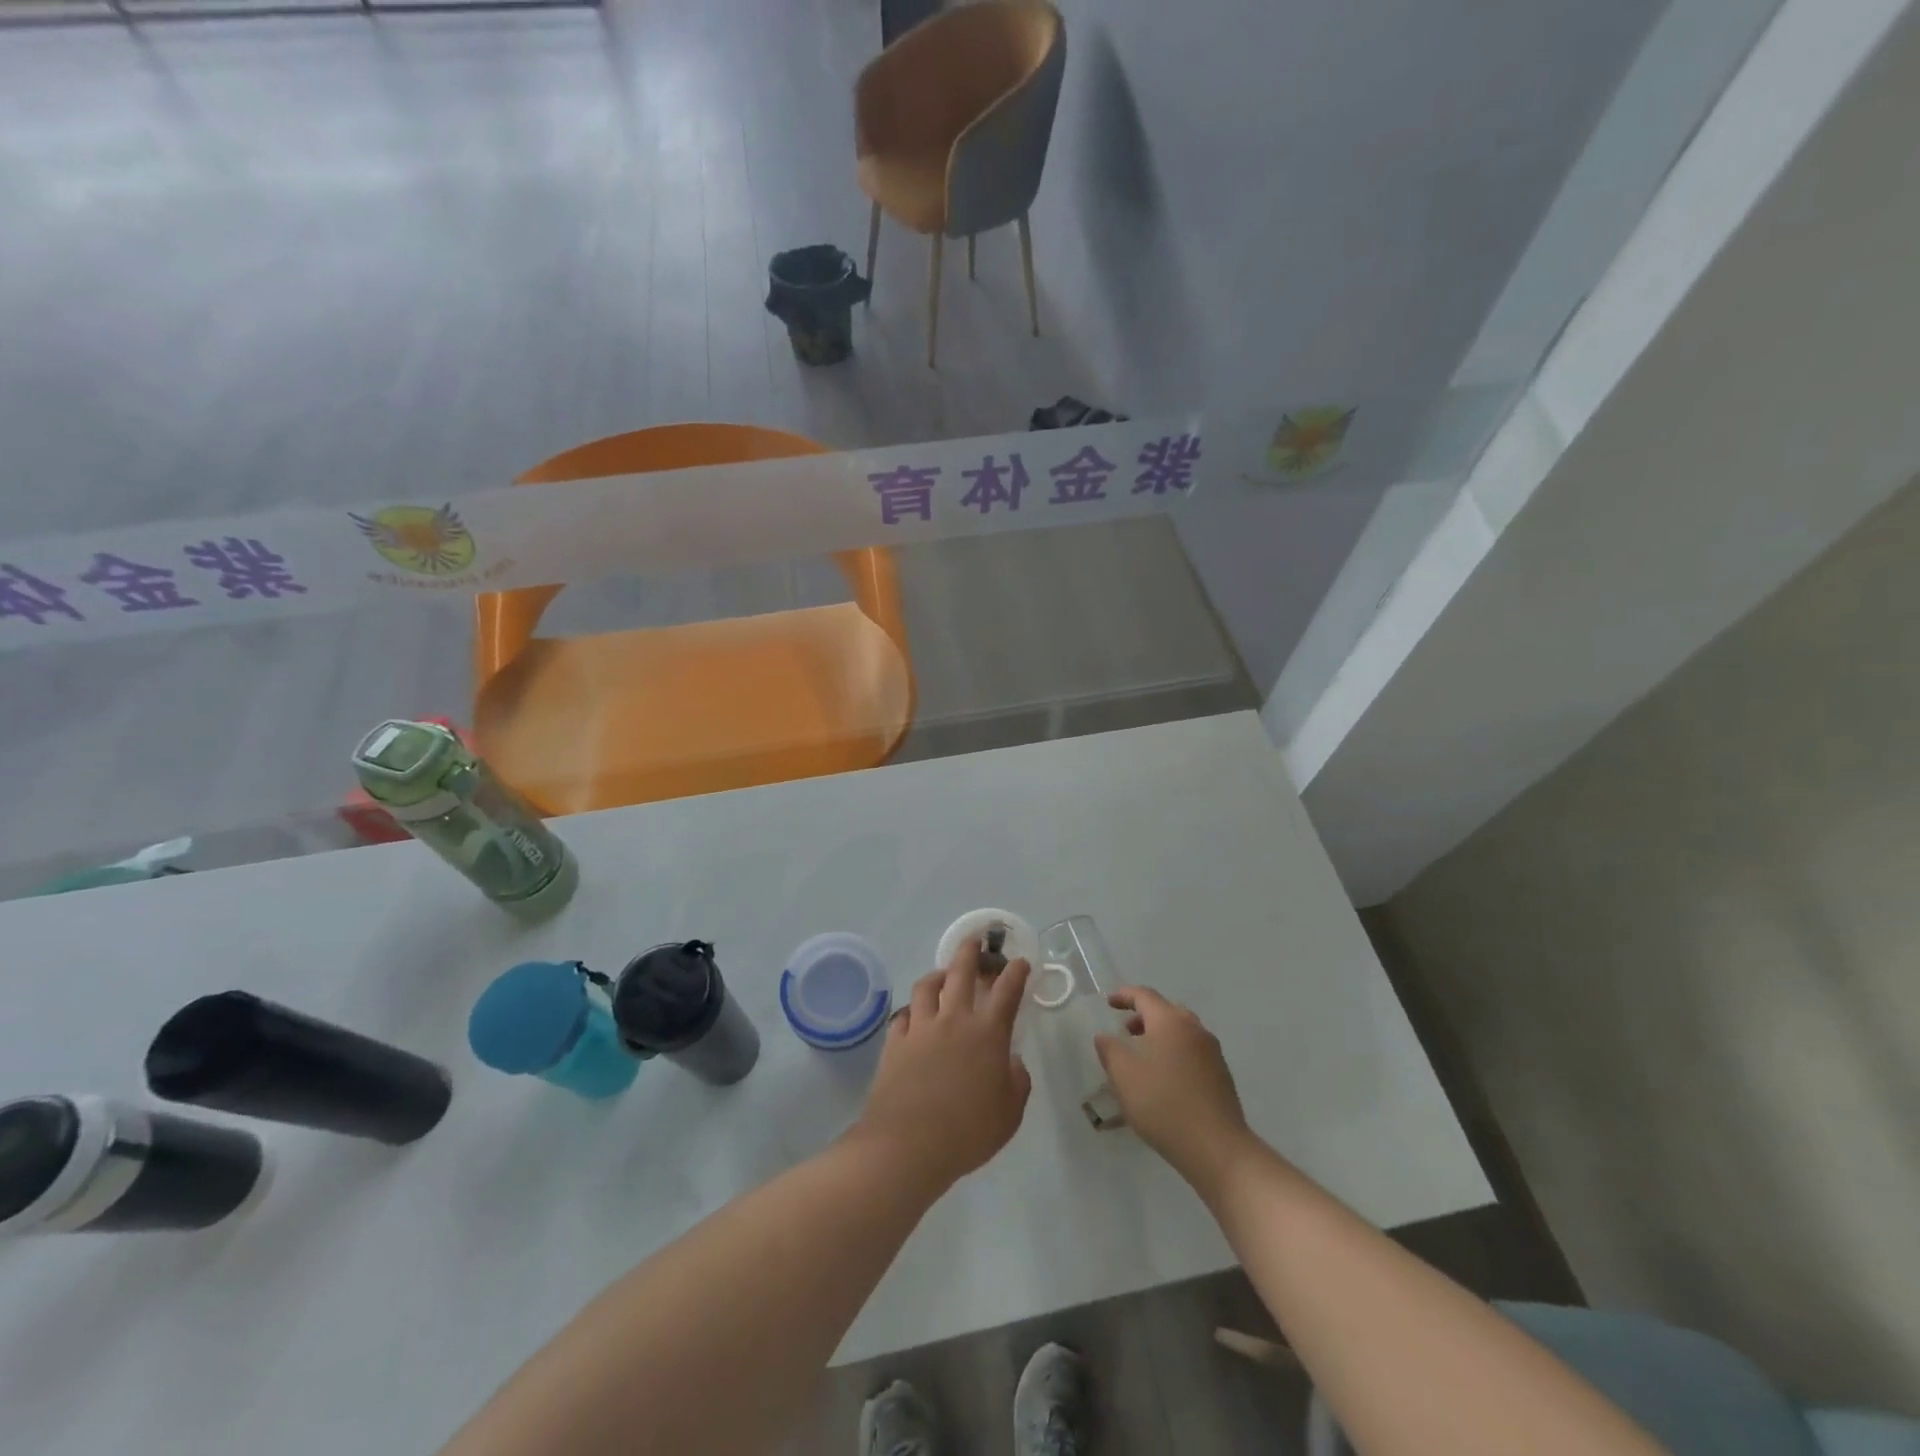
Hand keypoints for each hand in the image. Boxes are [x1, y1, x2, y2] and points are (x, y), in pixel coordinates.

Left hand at [847, 939, 1031, 1195]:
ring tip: (942, 974)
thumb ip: (1017, 1082)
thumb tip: (1012, 1062)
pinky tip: (915, 1015)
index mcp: (987, 1033)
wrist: (907, 1145)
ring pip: (927, 985)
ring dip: (938, 974)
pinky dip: (913, 1010)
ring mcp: (920, 1027)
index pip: (1007, 991)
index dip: (1016, 973)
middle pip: (961, 972)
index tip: (1020, 962)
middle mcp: (953, 1019)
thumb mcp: (1009, 1114)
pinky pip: (904, 1014)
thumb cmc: (967, 1132)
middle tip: (974, 940)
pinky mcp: (895, 1041)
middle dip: (970, 951)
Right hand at [1095, 987, 1254, 1196]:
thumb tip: (1105, 1036)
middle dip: (1143, 1016)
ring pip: (1181, 1031)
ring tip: (1142, 1056)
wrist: (1217, 1148)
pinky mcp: (1221, 1075)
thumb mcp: (1124, 1076)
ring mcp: (1212, 1052)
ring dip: (1159, 1035)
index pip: (1144, 996)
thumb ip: (1110, 1050)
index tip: (1108, 1002)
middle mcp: (1194, 1029)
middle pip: (1166, 1010)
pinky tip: (1164, 1078)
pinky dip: (1174, 1052)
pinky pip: (1191, 1051)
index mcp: (1170, 1021)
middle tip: (1124, 1030)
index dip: (1124, 995)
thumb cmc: (1163, 1104)